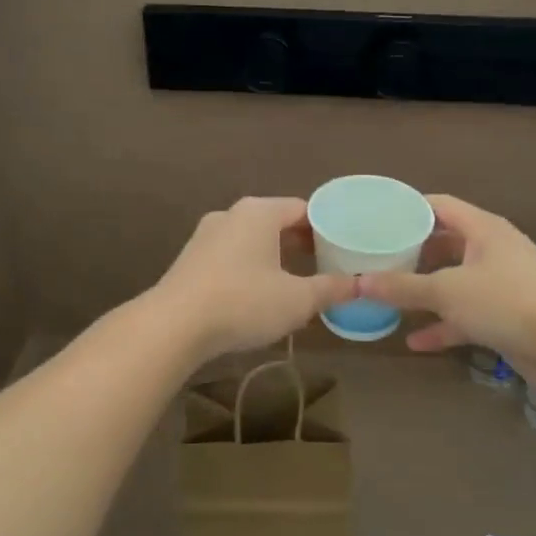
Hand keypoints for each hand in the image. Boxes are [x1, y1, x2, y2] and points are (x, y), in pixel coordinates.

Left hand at [154, 197, 357, 361]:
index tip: (343, 249)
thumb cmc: (243, 302)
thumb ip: (331, 289)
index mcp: (260, 212)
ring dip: (275, 257)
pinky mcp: (191, 259)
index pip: (303, 209)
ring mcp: (206, 235)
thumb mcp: (297, 300)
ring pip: (252, 240)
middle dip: (302, 243)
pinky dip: (250, 268)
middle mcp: (232, 214)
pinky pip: (231, 256)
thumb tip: (362, 284)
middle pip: (277, 222)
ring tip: (295, 282)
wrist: (173, 326)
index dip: (327, 228)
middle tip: (325, 265)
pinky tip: (258, 295)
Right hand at [358, 194, 535, 384]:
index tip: (378, 218)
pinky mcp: (506, 315)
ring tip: (391, 296)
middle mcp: (492, 250)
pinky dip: (443, 325)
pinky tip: (415, 341)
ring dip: (426, 291)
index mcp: (482, 229)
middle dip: (413, 253)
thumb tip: (359, 284)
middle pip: (446, 243)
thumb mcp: (447, 291)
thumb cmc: (505, 301)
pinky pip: (466, 315)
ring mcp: (501, 283)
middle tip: (379, 259)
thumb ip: (402, 287)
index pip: (440, 205)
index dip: (409, 209)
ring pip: (455, 281)